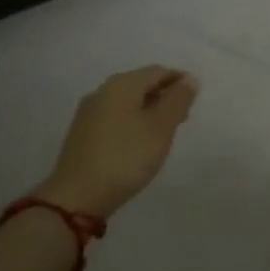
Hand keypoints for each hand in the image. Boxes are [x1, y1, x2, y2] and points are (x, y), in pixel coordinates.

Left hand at [36, 66, 198, 219]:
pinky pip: (113, 118)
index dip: (179, 81)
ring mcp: (88, 113)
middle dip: (163, 96)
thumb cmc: (125, 158)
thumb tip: (189, 78)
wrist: (75, 199)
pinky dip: (131, 123)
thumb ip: (177, 100)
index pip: (158, 71)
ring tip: (162, 133)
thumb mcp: (160, 128)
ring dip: (147, 111)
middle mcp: (103, 91)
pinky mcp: (80, 135)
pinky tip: (137, 143)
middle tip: (182, 117)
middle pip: (140, 85)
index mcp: (123, 84)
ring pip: (126, 103)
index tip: (194, 99)